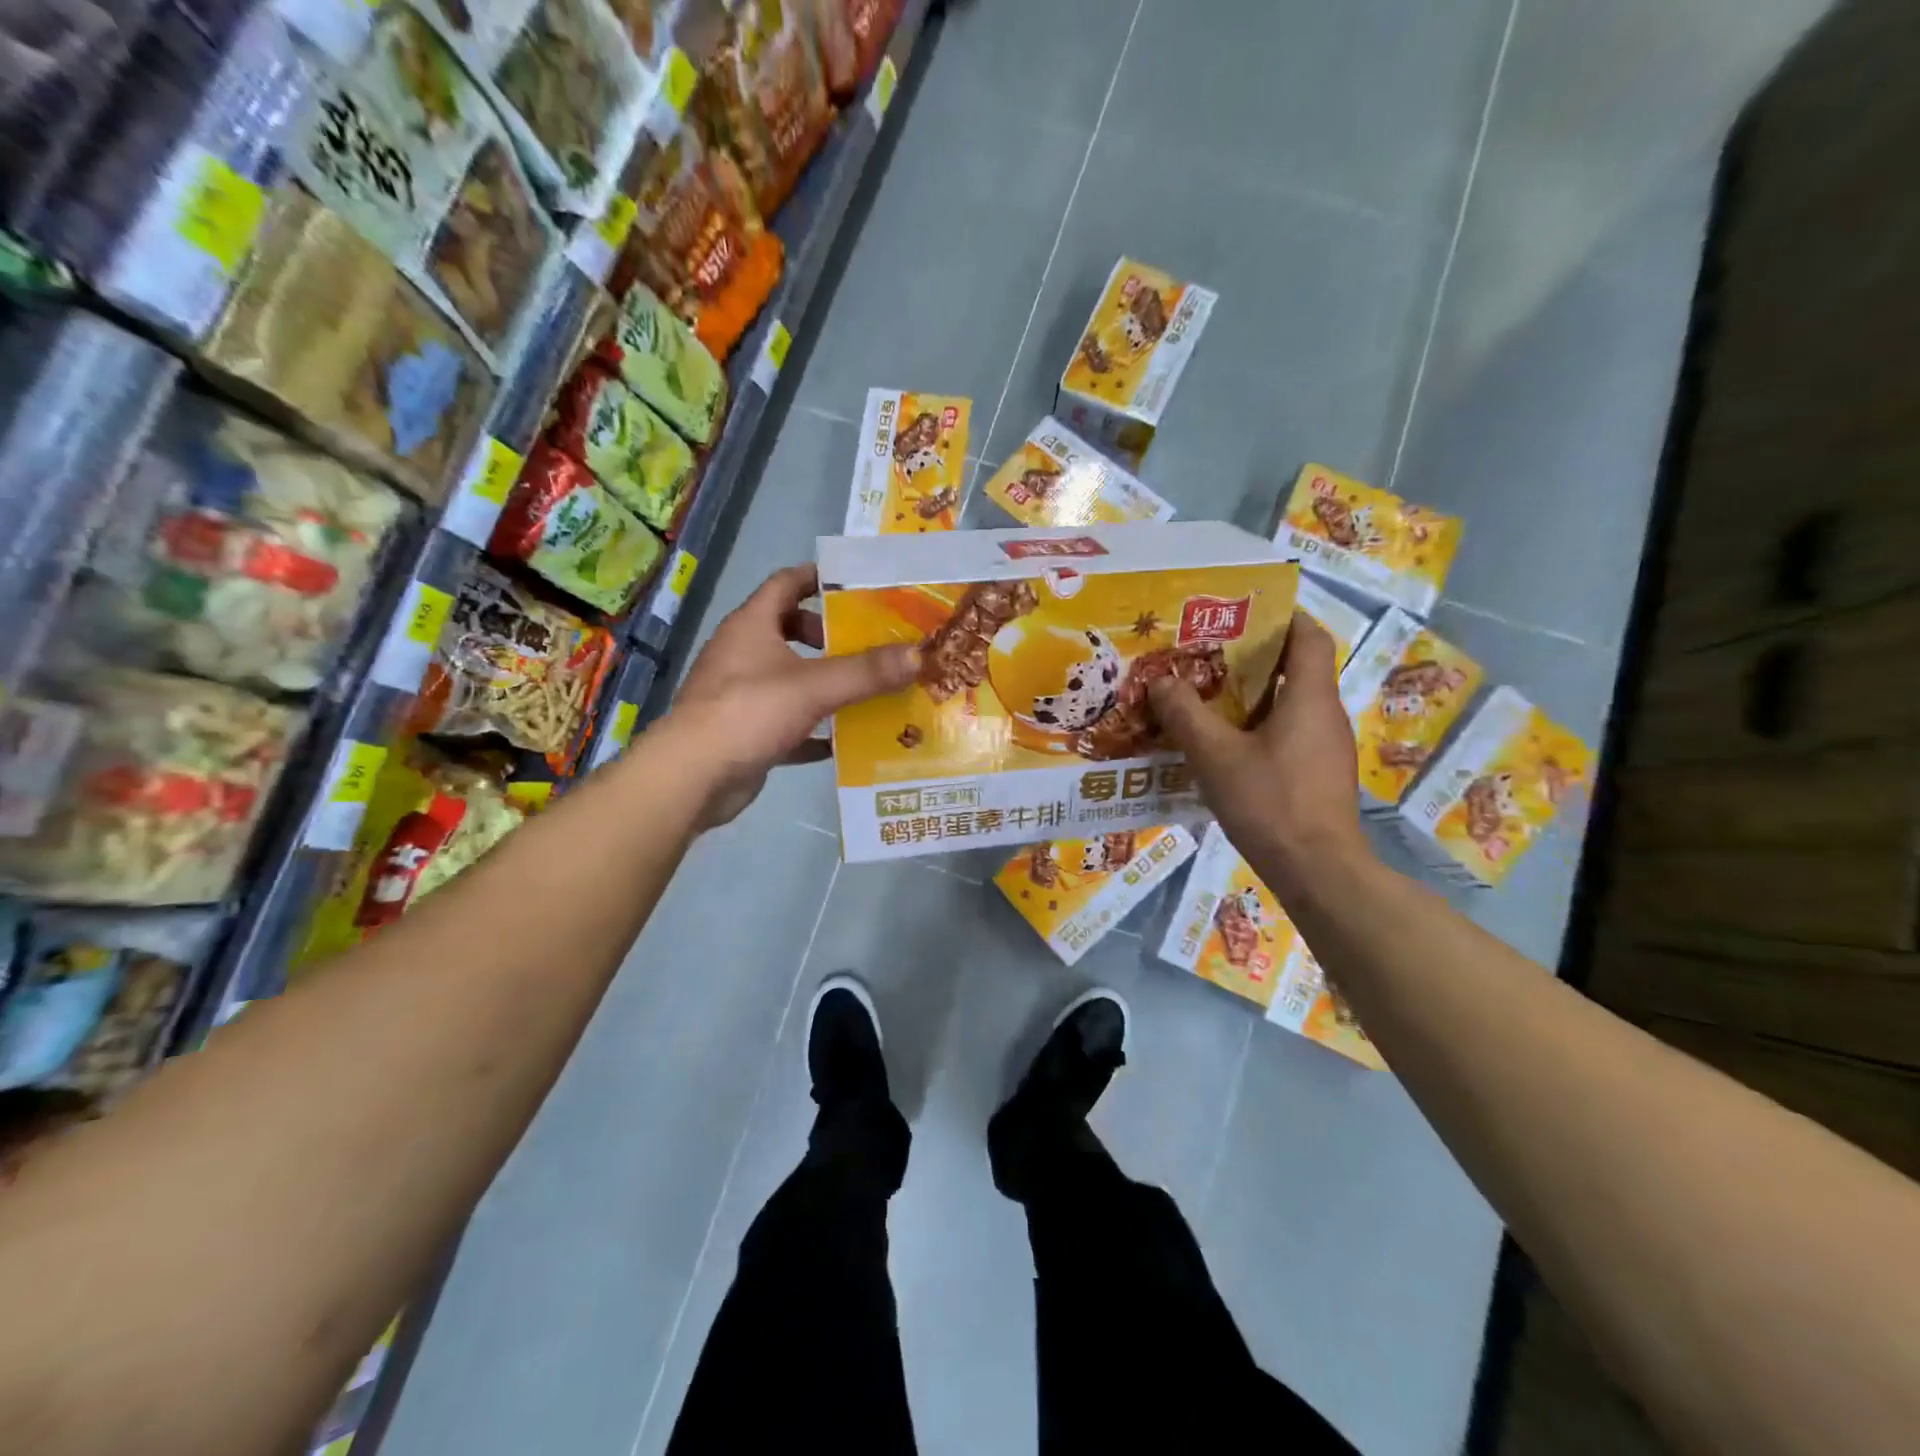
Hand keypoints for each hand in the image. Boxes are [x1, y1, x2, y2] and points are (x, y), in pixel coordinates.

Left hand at [668, 564, 918, 827]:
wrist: (694, 776)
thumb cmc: (749, 712)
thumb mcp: (814, 687)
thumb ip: (867, 672)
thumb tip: (919, 654)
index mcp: (752, 625)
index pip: (786, 583)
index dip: (818, 577)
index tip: (856, 585)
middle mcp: (742, 652)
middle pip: (787, 629)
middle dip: (827, 635)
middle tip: (867, 644)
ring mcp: (740, 693)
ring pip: (788, 677)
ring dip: (823, 681)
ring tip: (865, 689)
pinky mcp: (744, 731)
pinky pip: (786, 721)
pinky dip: (812, 727)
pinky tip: (841, 740)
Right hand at [1147, 611, 1369, 892]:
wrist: (1318, 871)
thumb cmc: (1270, 802)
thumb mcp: (1215, 756)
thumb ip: (1185, 715)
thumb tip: (1160, 682)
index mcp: (1309, 698)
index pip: (1309, 637)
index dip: (1283, 617)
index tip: (1245, 614)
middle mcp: (1326, 715)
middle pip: (1296, 670)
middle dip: (1253, 659)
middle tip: (1206, 657)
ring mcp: (1327, 748)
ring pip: (1290, 705)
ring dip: (1253, 697)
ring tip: (1206, 699)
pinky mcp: (1320, 776)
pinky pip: (1289, 735)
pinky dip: (1260, 728)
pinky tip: (1225, 747)